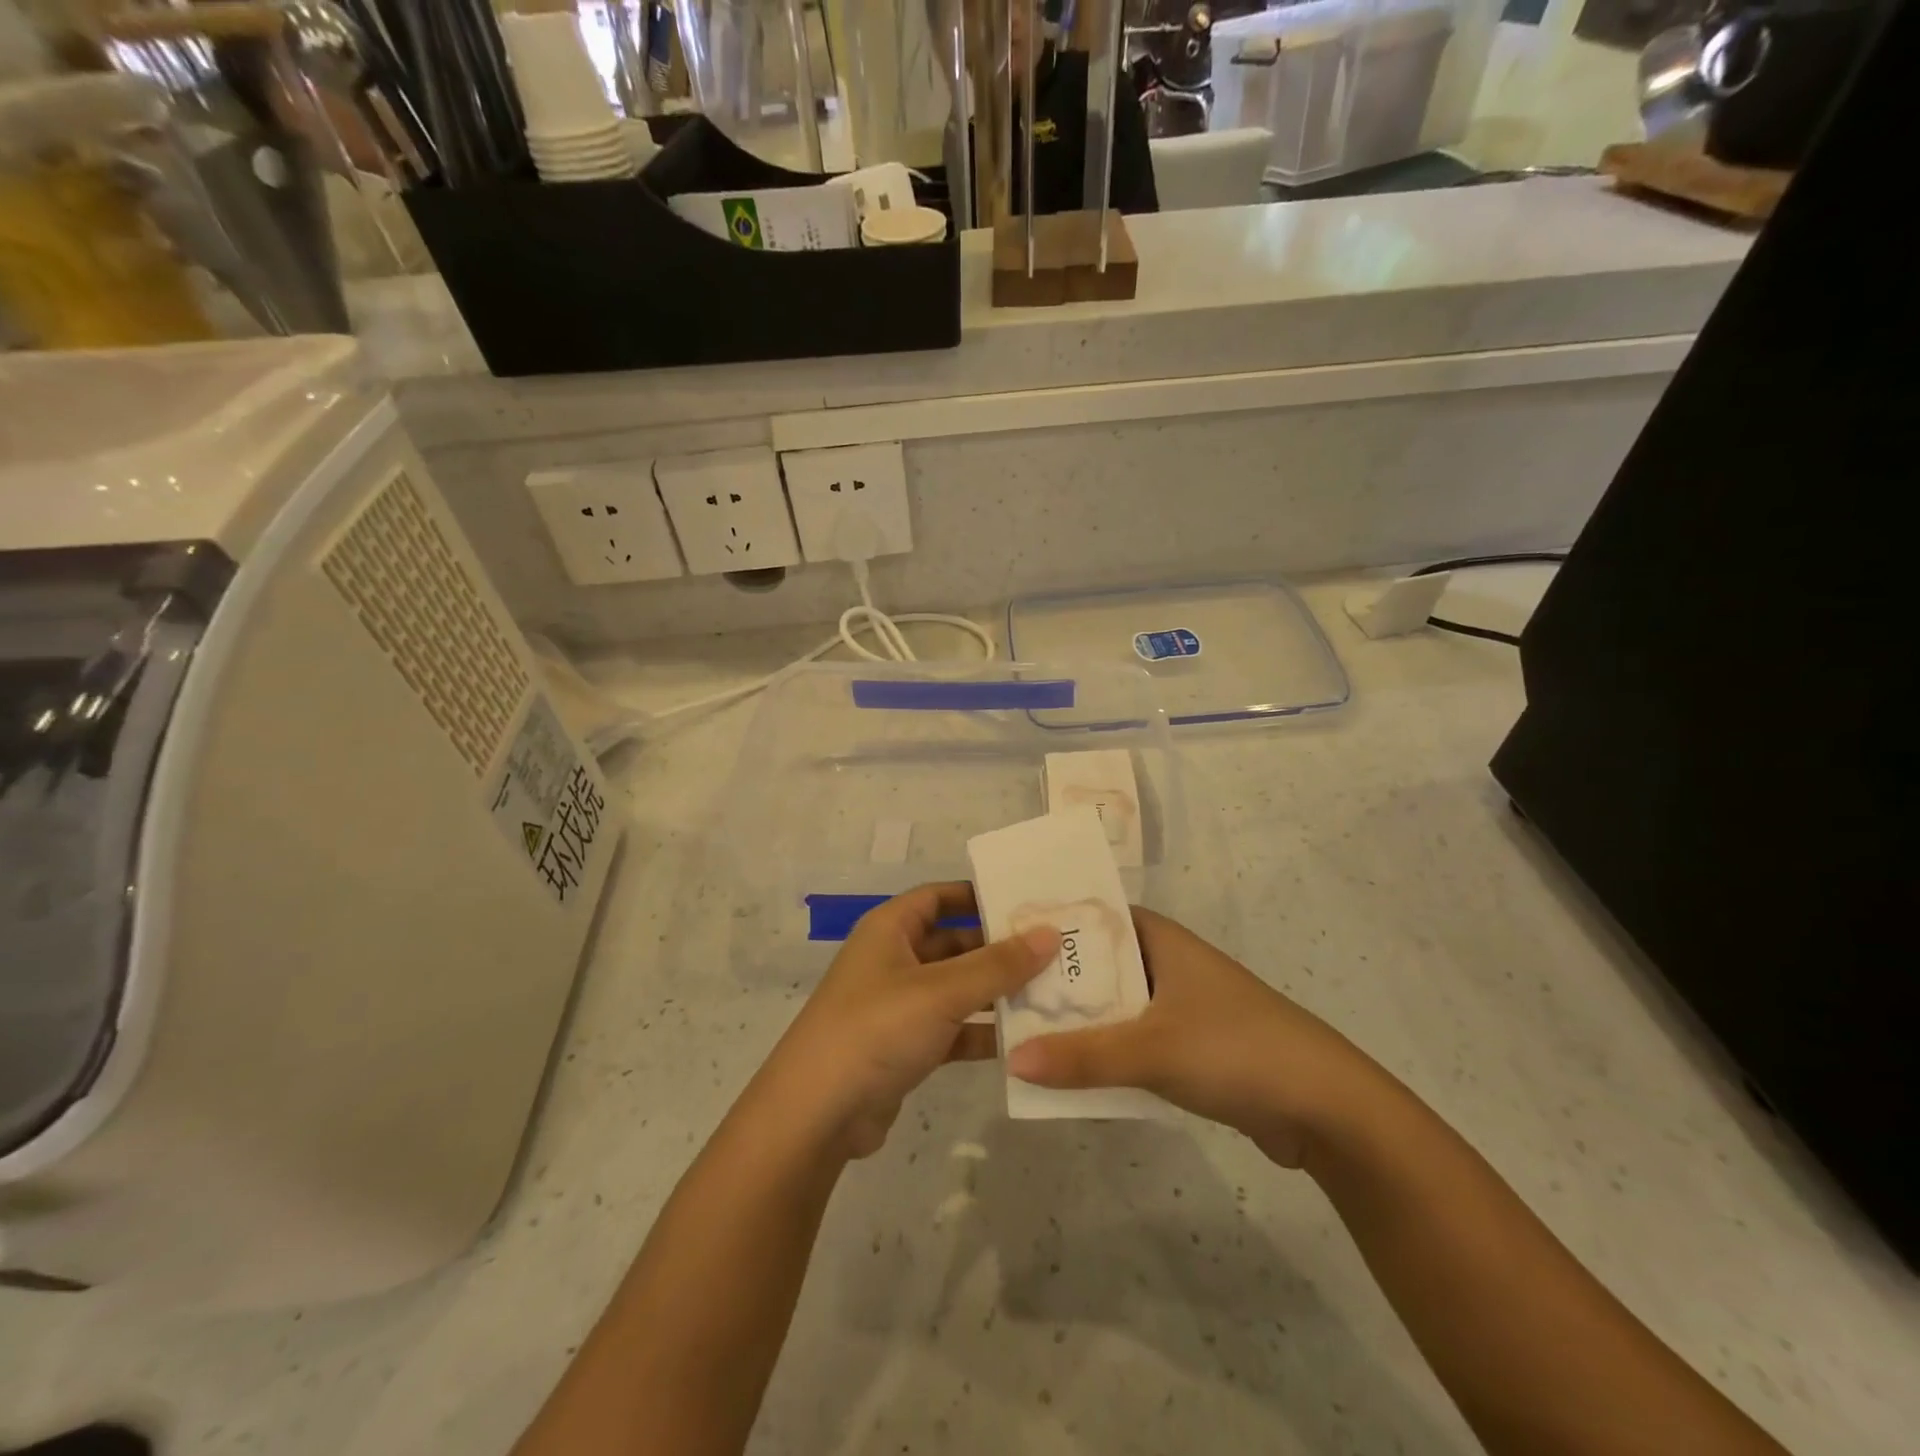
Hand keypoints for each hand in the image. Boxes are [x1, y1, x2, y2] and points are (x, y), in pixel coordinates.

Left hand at [756, 883, 1057, 1159]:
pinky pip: (954, 1028)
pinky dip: (982, 1032)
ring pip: (958, 988)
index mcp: (891, 928)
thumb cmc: (877, 1028)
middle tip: (1056, 950)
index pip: (939, 896)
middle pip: (955, 942)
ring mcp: (900, 1005)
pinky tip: (1025, 1039)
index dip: (979, 895)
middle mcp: (895, 959)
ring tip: (1054, 992)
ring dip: (997, 993)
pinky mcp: (907, 1046)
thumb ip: (999, 964)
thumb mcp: (942, 991)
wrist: (817, 1114)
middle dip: (1000, 948)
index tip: (1028, 901)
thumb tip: (1050, 933)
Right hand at [1004, 907, 1379, 1165]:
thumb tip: (1012, 1060)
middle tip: (997, 992)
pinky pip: (1131, 1038)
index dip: (1049, 925)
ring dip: (1078, 1019)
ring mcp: (1179, 1004)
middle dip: (1055, 980)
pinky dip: (1104, 1049)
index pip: (1091, 916)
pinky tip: (1068, 1067)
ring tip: (1019, 1030)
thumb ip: (1082, 1056)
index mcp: (1160, 939)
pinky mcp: (1189, 1045)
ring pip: (1113, 1004)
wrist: (1325, 1107)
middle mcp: (1167, 962)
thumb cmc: (1235, 1048)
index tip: (1001, 939)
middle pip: (1097, 963)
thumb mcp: (1151, 1049)